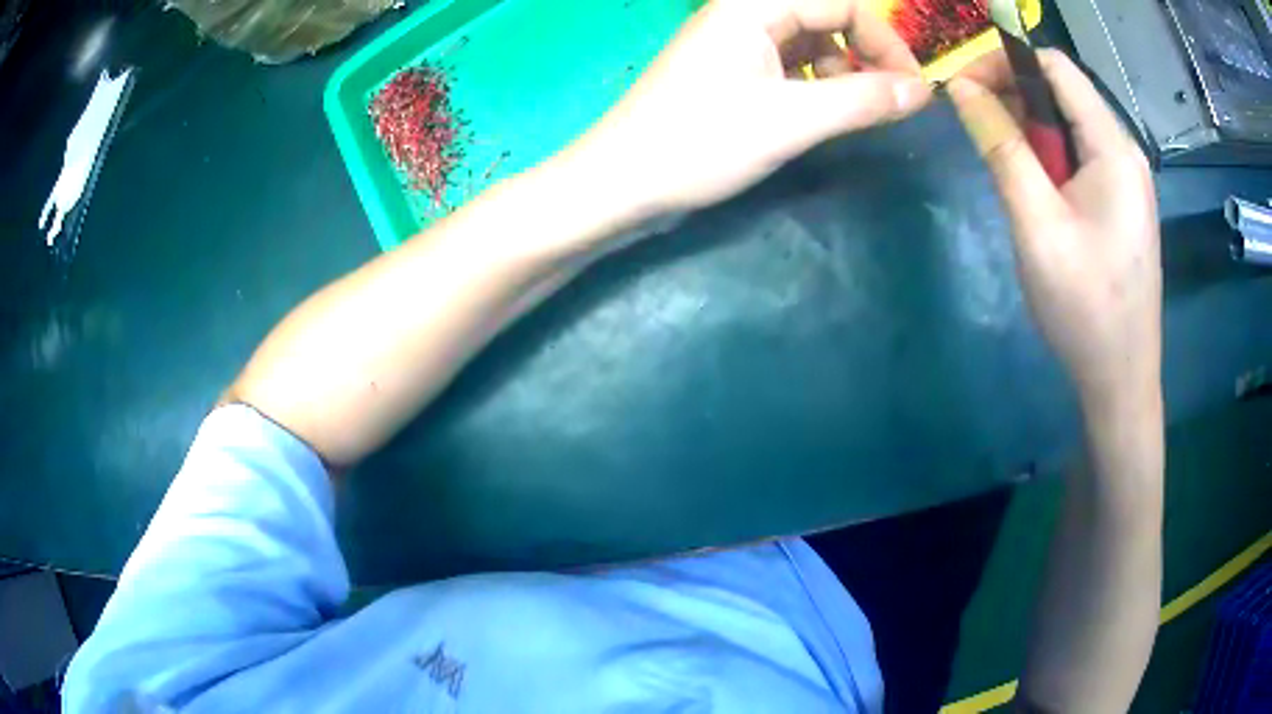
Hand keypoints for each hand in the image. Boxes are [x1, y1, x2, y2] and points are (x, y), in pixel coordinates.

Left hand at [569, 0, 930, 219]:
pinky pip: (787, 63)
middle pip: (826, 17)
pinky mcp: (729, 69)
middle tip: (884, 101)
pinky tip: (819, 113)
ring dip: (842, 72)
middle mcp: (743, 12)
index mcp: (753, 5)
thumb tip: (923, 91)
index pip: (842, 3)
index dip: (885, 41)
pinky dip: (815, 84)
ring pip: (809, 41)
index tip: (911, 89)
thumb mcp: (791, 121)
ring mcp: (734, 41)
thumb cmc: (700, 144)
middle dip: (864, 56)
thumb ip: (862, 101)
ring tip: (851, 112)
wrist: (621, 183)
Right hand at [948, 50, 1160, 409]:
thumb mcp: (1036, 224)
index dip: (1005, 61)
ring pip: (1070, 127)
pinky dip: (1049, 156)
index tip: (964, 86)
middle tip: (973, 123)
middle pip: (1064, 93)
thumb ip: (1001, 147)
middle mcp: (1126, 153)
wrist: (1121, 380)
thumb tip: (961, 88)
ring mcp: (1128, 181)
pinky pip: (1081, 158)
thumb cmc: (1084, 307)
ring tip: (997, 155)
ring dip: (1029, 128)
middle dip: (1014, 94)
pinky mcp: (1123, 206)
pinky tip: (1032, 186)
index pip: (1055, 66)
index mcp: (1113, 148)